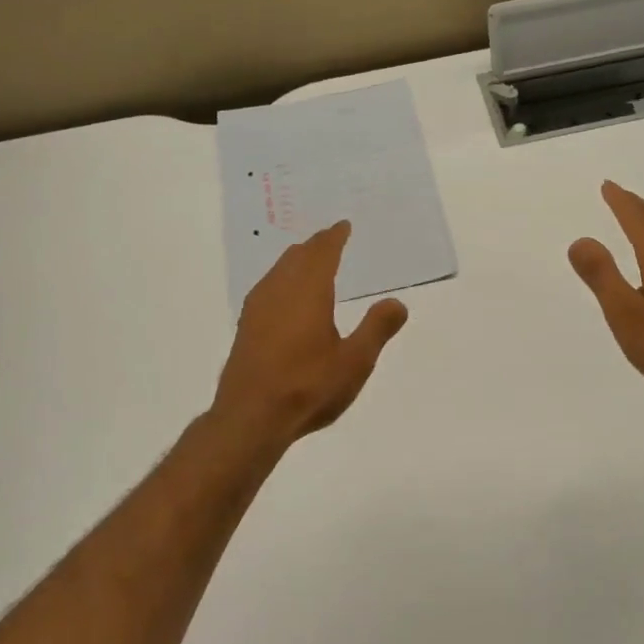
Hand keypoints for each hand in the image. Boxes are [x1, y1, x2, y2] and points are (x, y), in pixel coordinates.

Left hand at [213, 221, 408, 449]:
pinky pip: (267, 288)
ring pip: (278, 271)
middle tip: (329, 239)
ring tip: (308, 262)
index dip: (334, 237)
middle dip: (315, 245)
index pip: (322, 253)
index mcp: (308, 292)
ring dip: (295, 261)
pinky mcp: (245, 327)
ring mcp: (257, 308)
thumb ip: (377, 329)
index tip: (342, 226)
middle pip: (297, 257)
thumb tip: (397, 303)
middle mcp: (279, 291)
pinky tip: (283, 297)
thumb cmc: (308, 386)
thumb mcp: (355, 361)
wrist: (250, 417)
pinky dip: (281, 279)